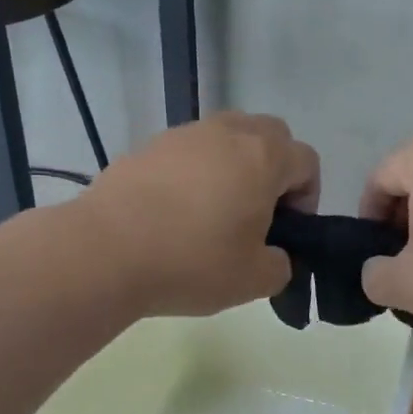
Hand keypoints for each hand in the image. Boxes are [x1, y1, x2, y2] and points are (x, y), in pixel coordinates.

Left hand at [79, 112, 319, 317]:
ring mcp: (184, 135)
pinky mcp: (148, 146)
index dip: (307, 196)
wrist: (105, 251)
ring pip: (226, 136)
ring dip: (233, 165)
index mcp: (263, 157)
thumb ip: (280, 265)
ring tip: (213, 210)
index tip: (287, 230)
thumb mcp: (253, 280)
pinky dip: (194, 171)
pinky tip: (174, 212)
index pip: (307, 161)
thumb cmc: (192, 261)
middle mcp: (227, 133)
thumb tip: (273, 256)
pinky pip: (188, 151)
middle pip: (270, 134)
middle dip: (274, 168)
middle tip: (258, 212)